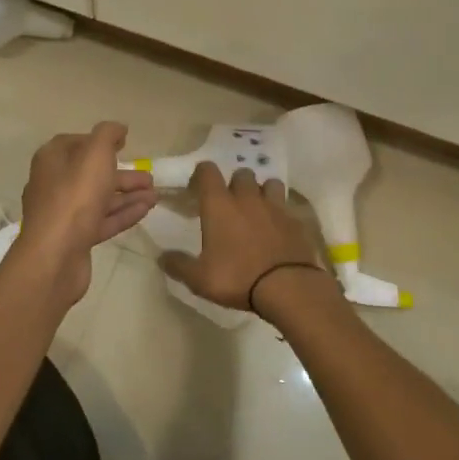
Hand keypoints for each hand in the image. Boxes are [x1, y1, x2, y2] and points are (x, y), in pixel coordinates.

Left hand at [10, 122, 157, 307]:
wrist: (55, 256)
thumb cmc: (75, 197)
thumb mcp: (95, 154)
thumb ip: (108, 135)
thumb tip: (118, 128)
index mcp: (52, 160)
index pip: (75, 143)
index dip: (100, 142)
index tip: (125, 144)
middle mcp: (53, 184)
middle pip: (91, 173)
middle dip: (122, 174)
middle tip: (150, 177)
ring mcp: (63, 214)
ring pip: (99, 198)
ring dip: (128, 194)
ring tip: (155, 195)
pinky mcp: (74, 238)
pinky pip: (102, 220)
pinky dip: (123, 213)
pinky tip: (146, 210)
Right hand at [159, 163, 327, 311]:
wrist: (288, 287)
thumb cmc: (237, 278)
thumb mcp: (199, 279)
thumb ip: (179, 265)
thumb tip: (162, 258)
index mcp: (219, 205)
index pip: (208, 171)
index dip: (201, 175)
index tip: (197, 190)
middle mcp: (247, 198)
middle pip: (241, 173)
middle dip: (234, 184)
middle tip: (229, 204)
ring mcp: (275, 207)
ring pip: (269, 184)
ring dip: (262, 192)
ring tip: (258, 210)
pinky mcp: (297, 220)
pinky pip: (288, 207)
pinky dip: (281, 213)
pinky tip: (279, 229)